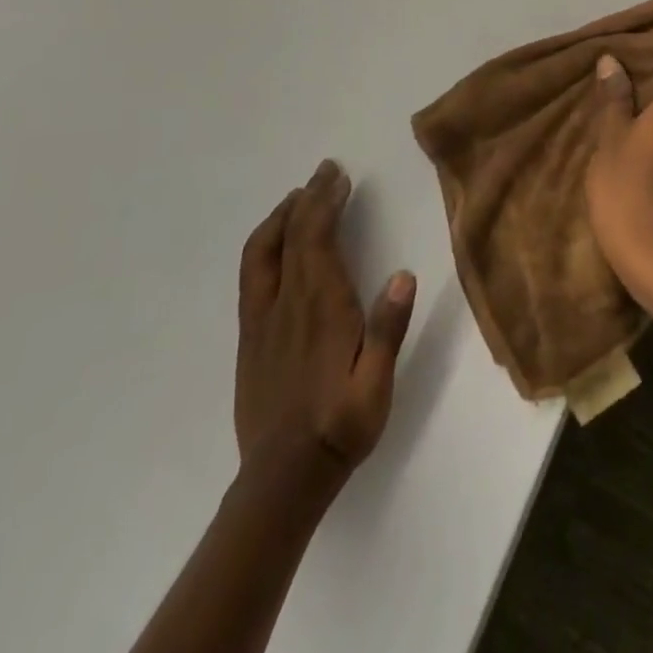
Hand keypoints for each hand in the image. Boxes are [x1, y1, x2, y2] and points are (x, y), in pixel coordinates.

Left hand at [235, 161, 415, 485]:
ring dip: (279, 218)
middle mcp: (286, 305)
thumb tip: (403, 275)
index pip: (316, 239)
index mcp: (320, 308)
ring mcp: (261, 321)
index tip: (339, 177)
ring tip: (298, 198)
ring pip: (261, 254)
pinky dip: (265, 246)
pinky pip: (252, 277)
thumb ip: (389, 329)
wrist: (282, 480)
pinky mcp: (249, 339)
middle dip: (306, 198)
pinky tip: (277, 246)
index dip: (325, 203)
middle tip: (325, 171)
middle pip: (289, 237)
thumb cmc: (340, 427)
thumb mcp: (376, 385)